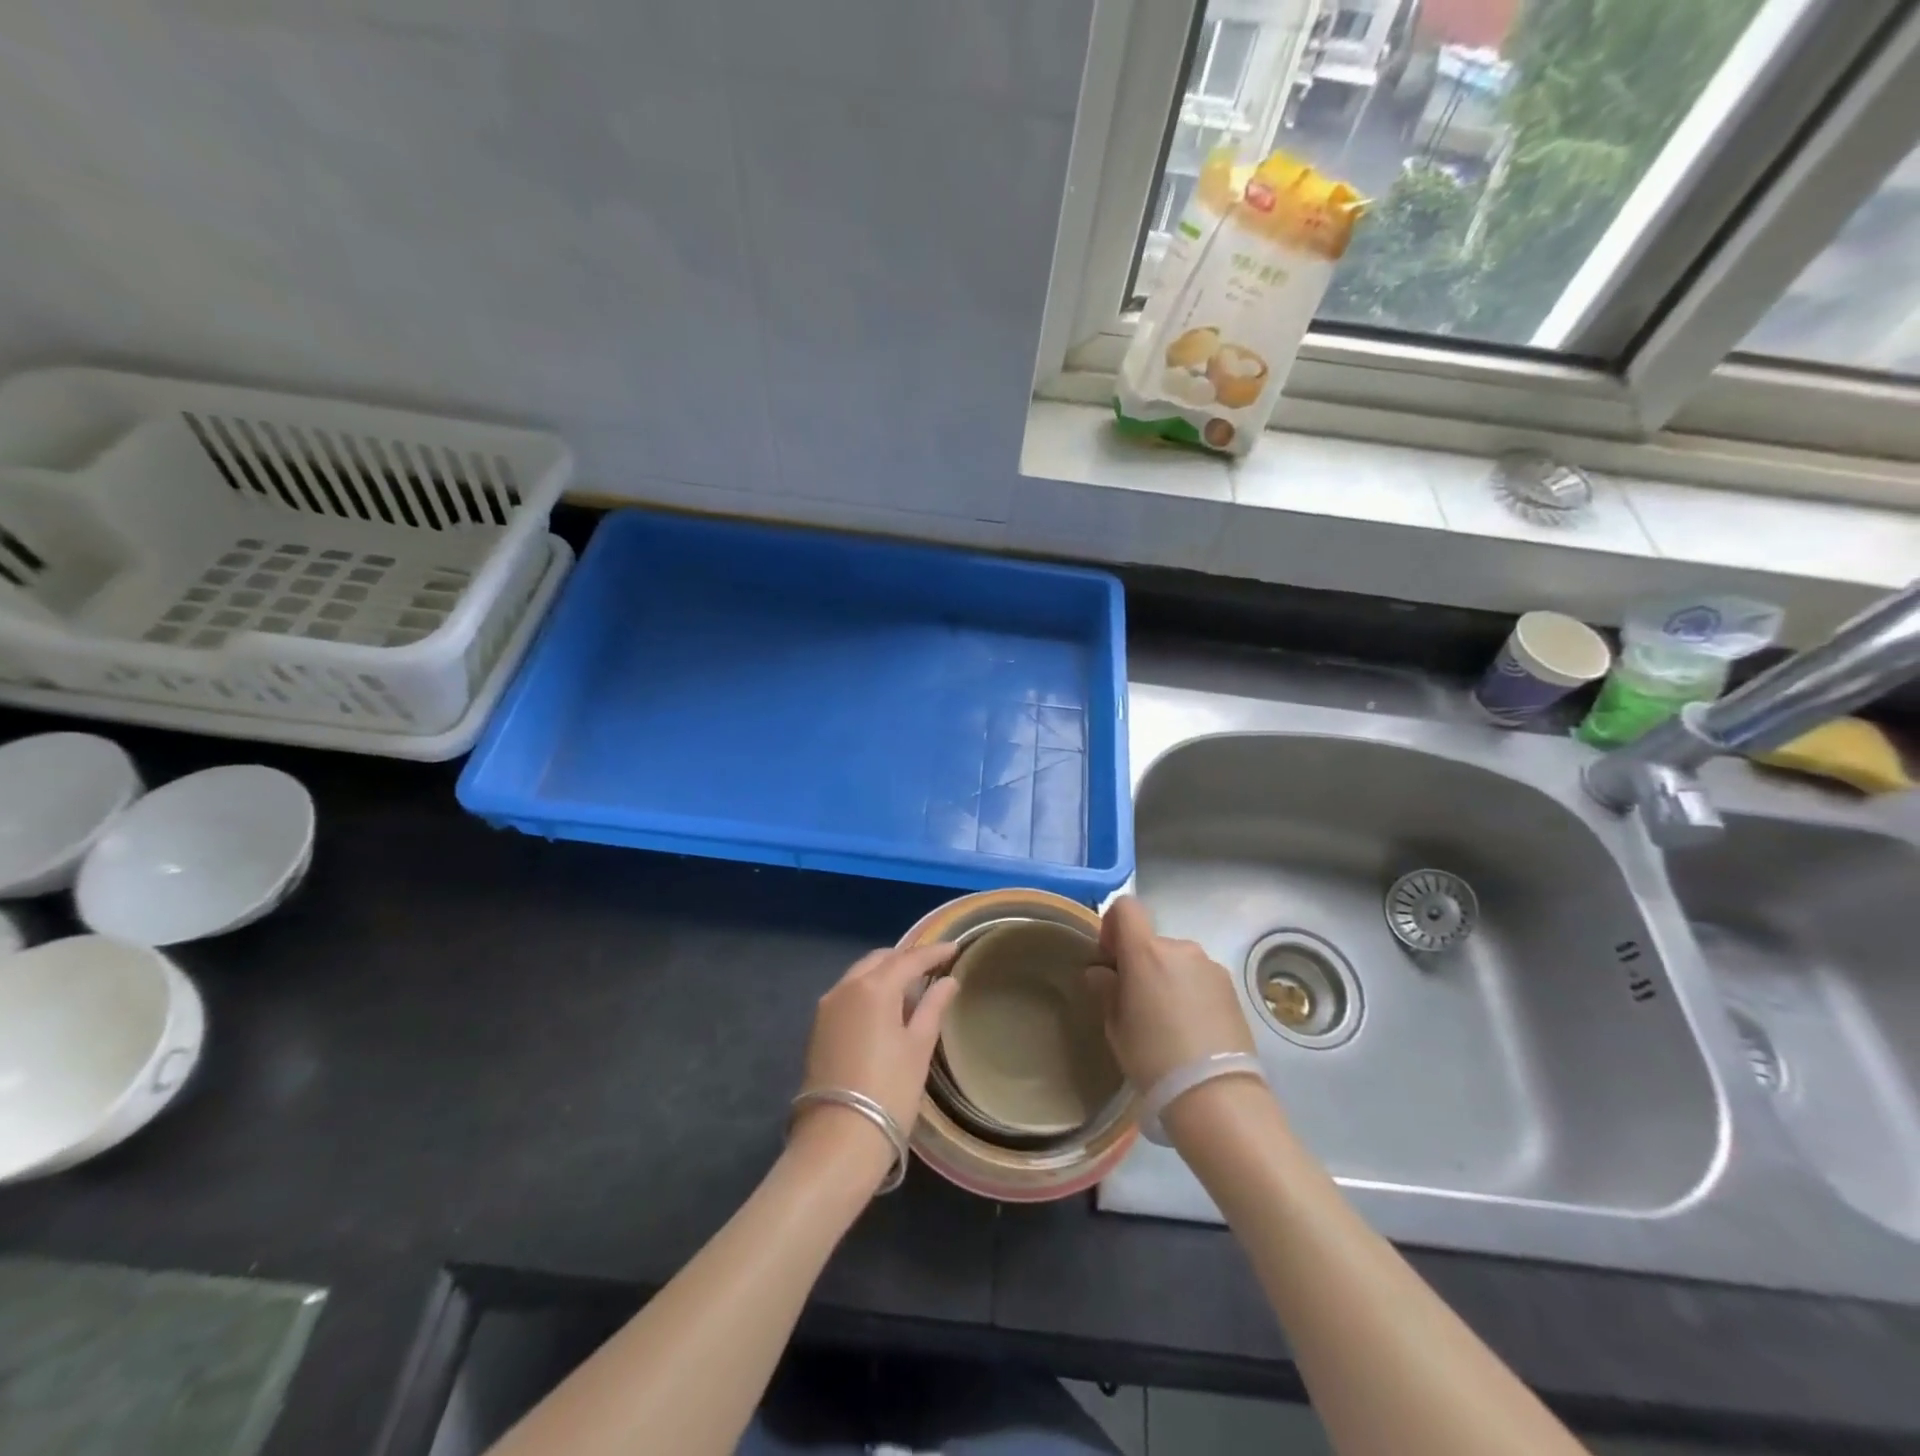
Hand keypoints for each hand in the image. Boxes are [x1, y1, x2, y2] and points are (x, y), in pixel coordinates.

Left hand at [797, 942, 957, 1138]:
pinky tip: (885, 1008)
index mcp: (873, 987)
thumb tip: (948, 981)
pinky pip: (848, 994)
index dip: (933, 952)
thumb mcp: (918, 1047)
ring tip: (911, 987)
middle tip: (931, 966)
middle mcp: (845, 987)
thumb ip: (933, 1007)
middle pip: (879, 960)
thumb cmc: (889, 1090)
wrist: (838, 1139)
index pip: (909, 959)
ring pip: (860, 975)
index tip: (954, 947)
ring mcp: (827, 1007)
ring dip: (885, 974)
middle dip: (905, 959)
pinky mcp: (818, 1028)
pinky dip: (868, 991)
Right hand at [1087, 895, 1253, 1089]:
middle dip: (1141, 963)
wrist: (1216, 1094)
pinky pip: (1200, 978)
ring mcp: (1210, 966)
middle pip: (1152, 941)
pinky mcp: (1232, 988)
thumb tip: (1101, 972)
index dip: (1113, 926)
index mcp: (1146, 952)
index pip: (1126, 907)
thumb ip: (1106, 990)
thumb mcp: (1116, 1028)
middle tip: (1137, 1004)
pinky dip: (1190, 992)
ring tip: (1169, 1022)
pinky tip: (1192, 1029)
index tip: (1111, 960)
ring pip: (1177, 961)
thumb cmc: (1154, 1058)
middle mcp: (1181, 948)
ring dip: (1167, 978)